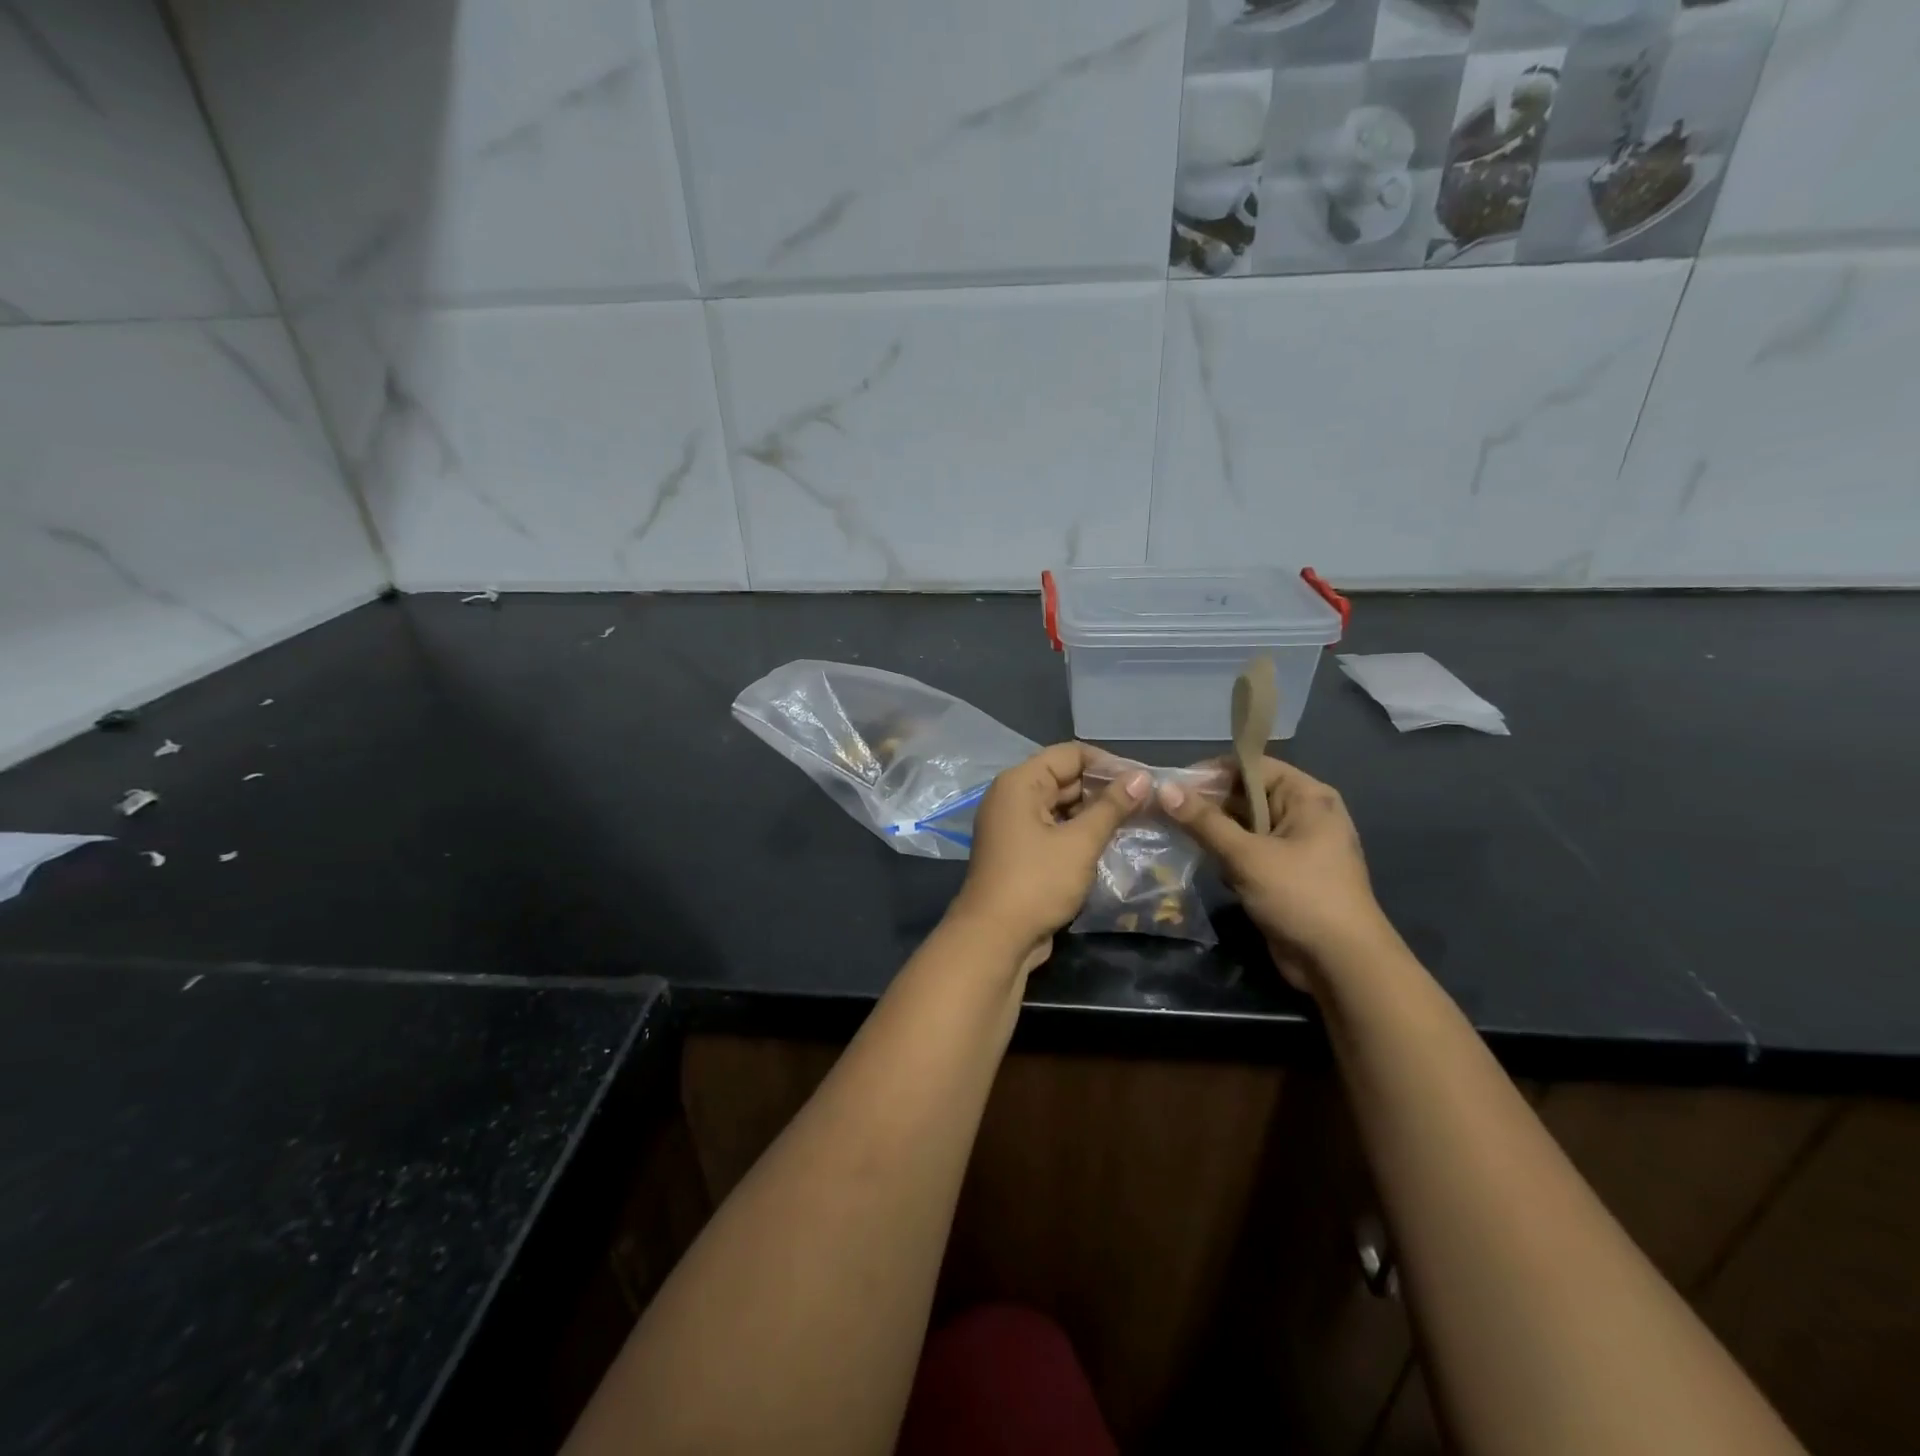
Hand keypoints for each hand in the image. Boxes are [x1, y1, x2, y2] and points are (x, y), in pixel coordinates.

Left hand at [949, 743, 1149, 972]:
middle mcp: (1012, 796)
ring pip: (1061, 805)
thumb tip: (1141, 777)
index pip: (1070, 754)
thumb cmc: (1037, 882)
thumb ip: (1112, 807)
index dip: (1108, 762)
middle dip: (1104, 788)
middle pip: (1064, 777)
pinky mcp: (1020, 851)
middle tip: (1147, 801)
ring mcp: (1013, 825)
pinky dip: (1079, 831)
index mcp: (1020, 782)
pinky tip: (1110, 841)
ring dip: (1094, 812)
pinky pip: (1054, 828)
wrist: (995, 938)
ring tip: (1136, 819)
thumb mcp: (1080, 842)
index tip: (1143, 779)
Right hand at [1158, 757, 1393, 990]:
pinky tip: (1195, 858)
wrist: (1341, 966)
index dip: (1212, 772)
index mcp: (1307, 797)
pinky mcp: (1282, 874)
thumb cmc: (1300, 897)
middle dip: (1206, 802)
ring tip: (1170, 830)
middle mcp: (1302, 814)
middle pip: (1245, 794)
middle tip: (1163, 809)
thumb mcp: (1247, 855)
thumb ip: (1204, 821)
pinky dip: (1223, 853)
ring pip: (1242, 825)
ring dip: (1211, 829)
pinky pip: (1246, 851)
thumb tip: (1164, 789)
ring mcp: (1294, 846)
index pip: (1252, 766)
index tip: (1173, 785)